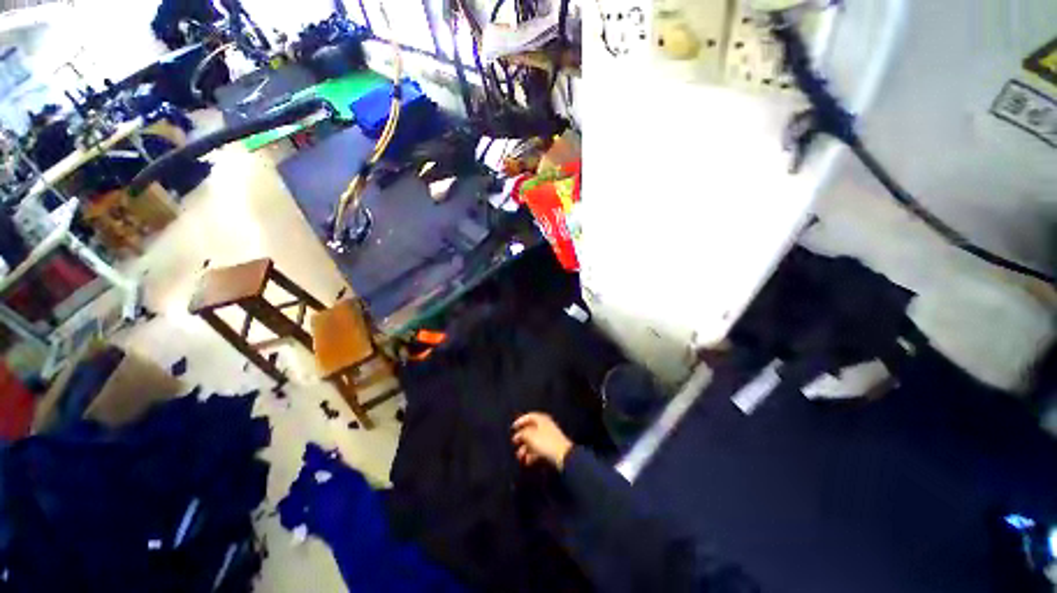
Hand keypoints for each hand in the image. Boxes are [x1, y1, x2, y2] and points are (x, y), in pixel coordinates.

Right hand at [512, 412, 573, 468]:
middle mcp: (546, 426)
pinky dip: (532, 454)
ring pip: (534, 441)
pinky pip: (539, 449)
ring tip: (519, 456)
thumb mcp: (530, 436)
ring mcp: (549, 437)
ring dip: (525, 448)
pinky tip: (527, 461)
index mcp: (542, 419)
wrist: (563, 456)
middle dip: (522, 437)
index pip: (529, 416)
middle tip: (514, 443)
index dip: (520, 421)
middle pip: (531, 429)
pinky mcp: (551, 448)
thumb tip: (519, 434)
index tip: (513, 428)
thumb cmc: (545, 442)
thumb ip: (523, 433)